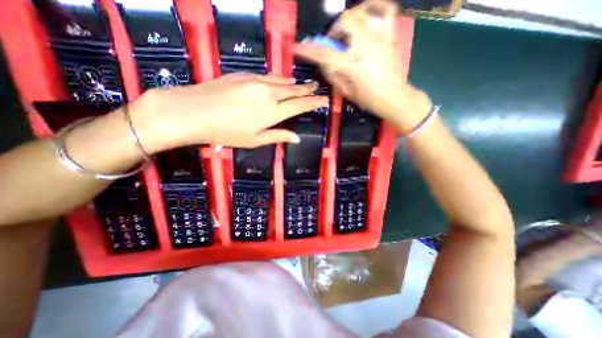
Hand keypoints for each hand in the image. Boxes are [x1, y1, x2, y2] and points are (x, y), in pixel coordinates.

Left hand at [130, 74, 327, 154]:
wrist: (193, 111)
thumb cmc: (226, 132)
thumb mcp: (255, 140)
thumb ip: (278, 136)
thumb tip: (296, 138)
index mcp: (273, 112)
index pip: (300, 105)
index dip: (314, 102)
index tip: (324, 99)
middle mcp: (269, 94)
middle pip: (293, 90)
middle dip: (307, 89)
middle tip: (316, 88)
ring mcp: (257, 81)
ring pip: (282, 81)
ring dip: (293, 83)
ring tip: (301, 85)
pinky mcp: (245, 74)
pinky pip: (268, 75)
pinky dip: (278, 79)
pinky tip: (280, 80)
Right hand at [292, 0, 430, 132]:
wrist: (394, 97)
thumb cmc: (368, 99)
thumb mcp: (346, 92)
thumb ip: (333, 75)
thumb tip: (324, 62)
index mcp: (352, 65)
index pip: (325, 54)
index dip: (308, 50)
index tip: (299, 47)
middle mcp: (365, 47)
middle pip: (346, 21)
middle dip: (334, 29)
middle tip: (334, 41)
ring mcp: (380, 38)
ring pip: (364, 11)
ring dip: (351, 17)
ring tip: (348, 29)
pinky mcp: (391, 36)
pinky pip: (387, 10)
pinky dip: (375, 7)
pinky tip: (368, 15)